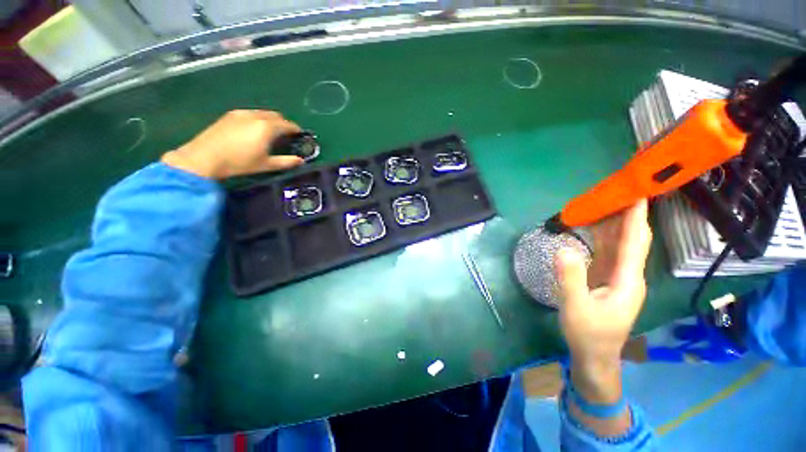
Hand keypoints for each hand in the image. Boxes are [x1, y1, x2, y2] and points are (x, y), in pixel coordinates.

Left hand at [162, 110, 303, 178]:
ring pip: (262, 113)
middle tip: (286, 134)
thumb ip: (286, 162)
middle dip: (284, 123)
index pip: (287, 125)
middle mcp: (256, 116)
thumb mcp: (266, 165)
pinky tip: (254, 129)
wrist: (204, 157)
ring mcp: (241, 113)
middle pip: (275, 115)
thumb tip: (301, 161)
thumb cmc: (239, 162)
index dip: (295, 129)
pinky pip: (251, 113)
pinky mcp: (230, 115)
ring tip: (271, 131)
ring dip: (271, 120)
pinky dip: (258, 118)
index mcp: (267, 127)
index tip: (300, 134)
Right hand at [556, 200, 651, 400]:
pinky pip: (609, 251)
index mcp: (628, 280)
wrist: (594, 356)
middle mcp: (628, 274)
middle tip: (617, 190)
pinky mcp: (608, 279)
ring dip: (615, 223)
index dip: (636, 217)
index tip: (638, 192)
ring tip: (605, 202)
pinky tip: (595, 227)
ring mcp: (618, 277)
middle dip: (627, 214)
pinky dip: (604, 236)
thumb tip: (564, 248)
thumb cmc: (589, 334)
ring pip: (621, 244)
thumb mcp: (576, 308)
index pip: (635, 241)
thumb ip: (571, 279)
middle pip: (632, 238)